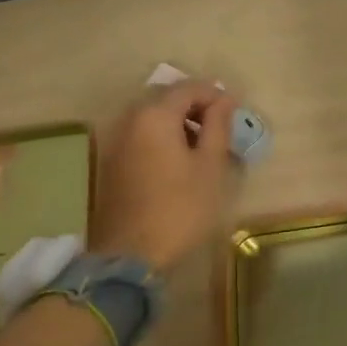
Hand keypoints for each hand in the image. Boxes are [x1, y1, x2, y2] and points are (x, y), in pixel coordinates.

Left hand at [88, 80, 239, 270]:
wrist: (130, 257)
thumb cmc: (180, 208)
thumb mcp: (210, 165)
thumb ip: (218, 125)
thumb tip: (225, 99)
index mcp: (155, 115)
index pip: (190, 88)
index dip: (215, 96)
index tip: (235, 115)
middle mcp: (130, 119)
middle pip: (167, 98)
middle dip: (196, 106)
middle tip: (220, 129)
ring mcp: (116, 140)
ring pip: (152, 116)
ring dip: (179, 122)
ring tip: (202, 147)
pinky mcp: (111, 162)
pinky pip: (141, 134)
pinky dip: (162, 137)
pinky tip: (179, 161)